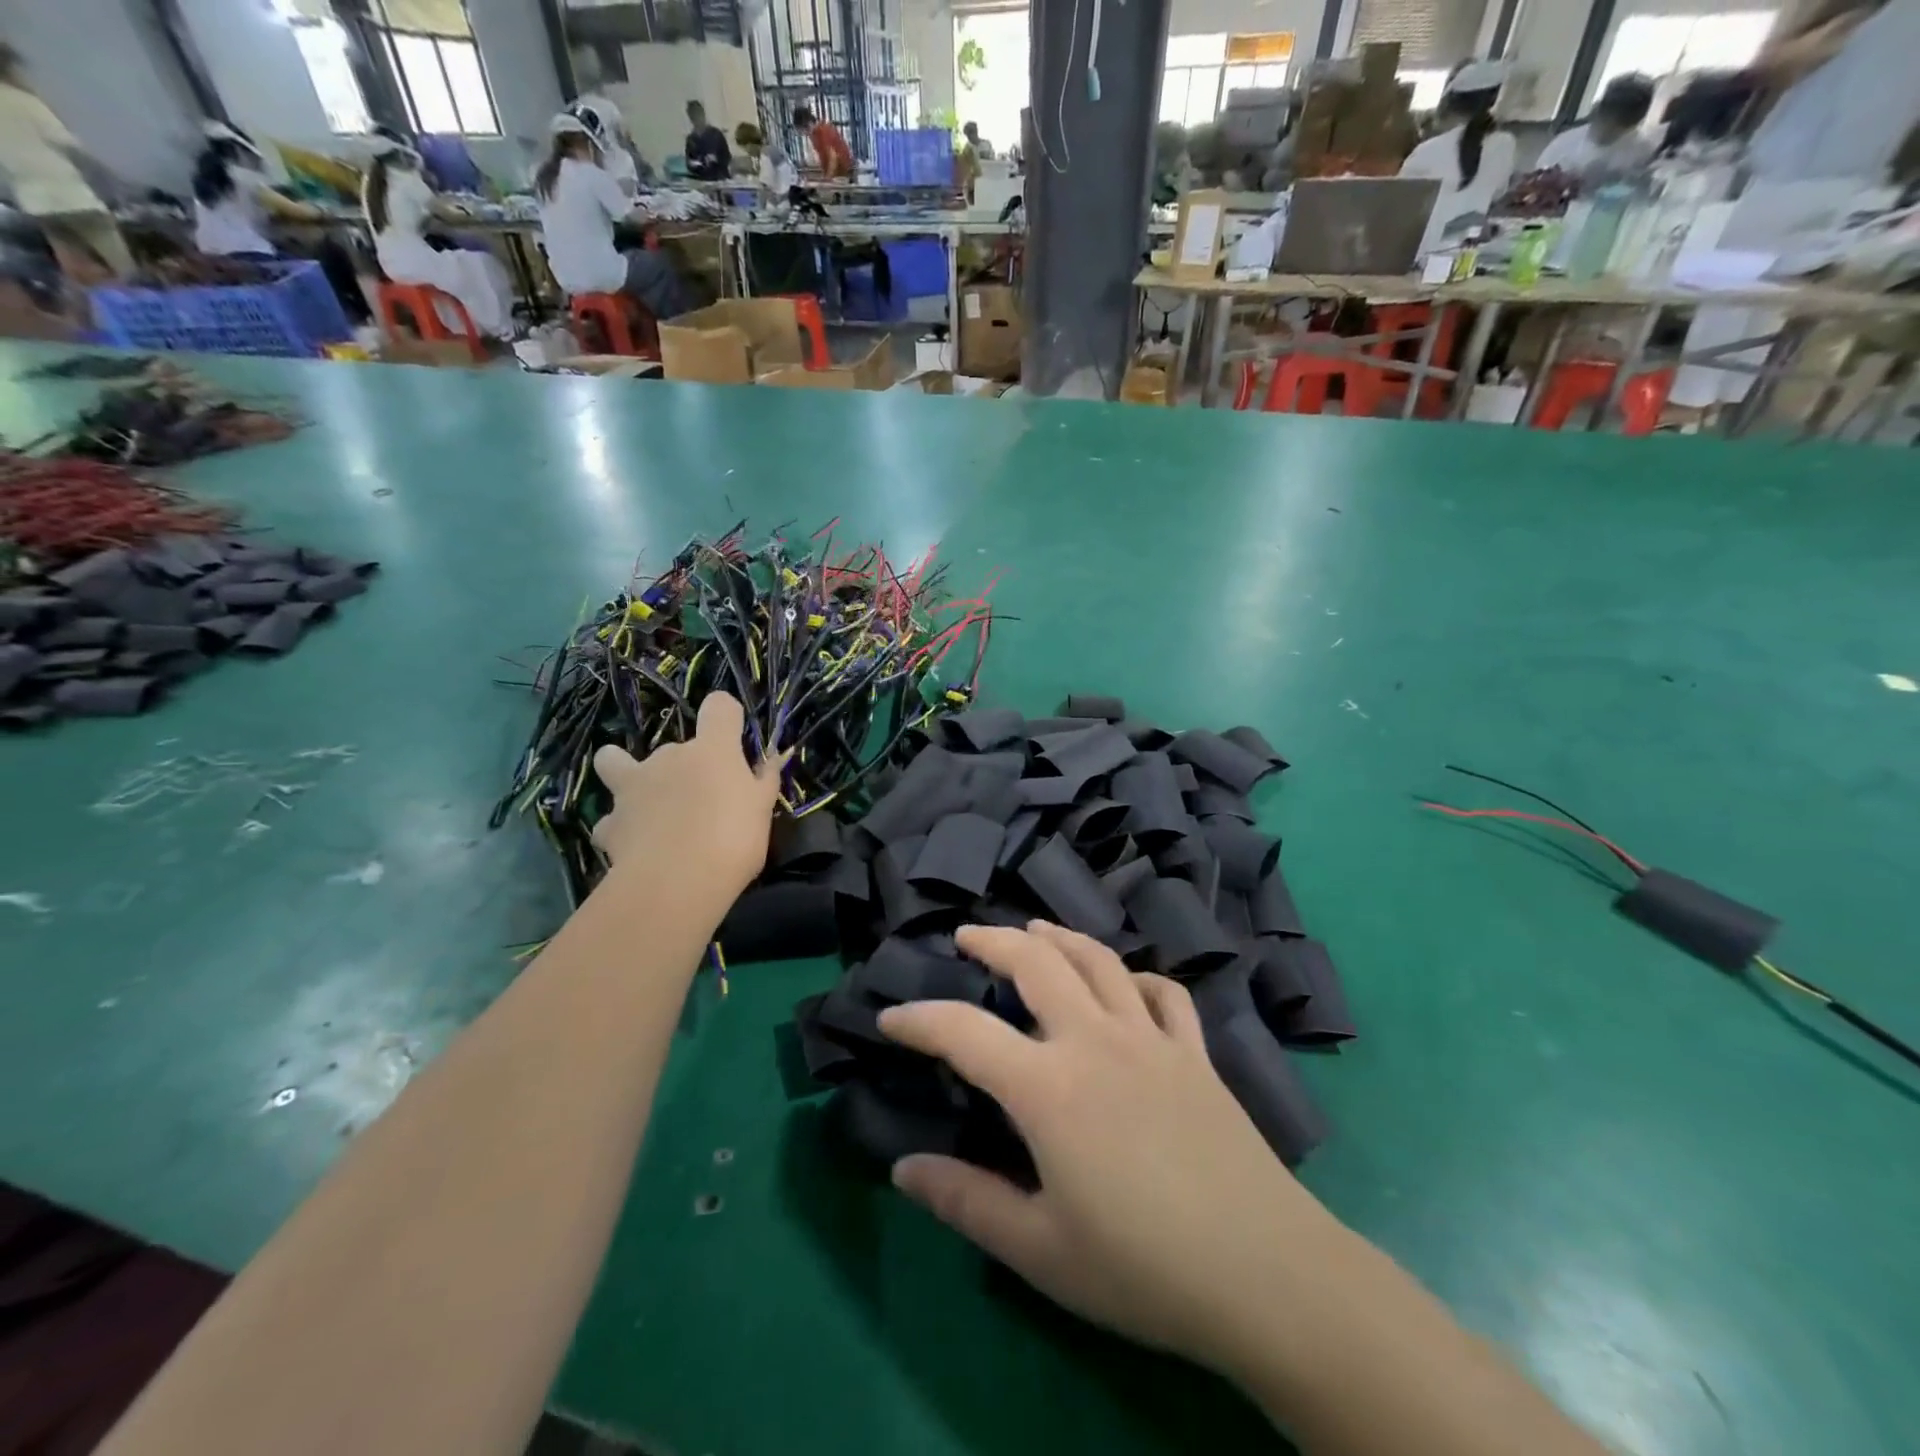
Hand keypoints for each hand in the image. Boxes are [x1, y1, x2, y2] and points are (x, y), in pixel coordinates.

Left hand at [590, 693, 783, 889]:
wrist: (677, 883)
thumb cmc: (733, 840)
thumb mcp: (763, 810)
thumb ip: (764, 781)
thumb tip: (769, 761)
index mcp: (711, 750)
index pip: (719, 707)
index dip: (725, 716)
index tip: (733, 737)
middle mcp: (669, 757)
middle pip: (676, 746)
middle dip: (686, 767)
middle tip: (704, 801)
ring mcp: (633, 787)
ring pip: (615, 764)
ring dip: (629, 778)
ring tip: (647, 806)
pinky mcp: (609, 823)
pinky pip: (611, 819)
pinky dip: (620, 828)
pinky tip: (633, 845)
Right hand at [877, 922, 1343, 1376]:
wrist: (1265, 1274)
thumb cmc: (1142, 1268)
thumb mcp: (1040, 1249)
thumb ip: (966, 1202)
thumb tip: (902, 1169)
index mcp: (1048, 1086)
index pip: (965, 1033)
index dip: (920, 1020)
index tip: (890, 1017)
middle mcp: (1095, 1040)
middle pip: (1036, 962)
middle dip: (993, 939)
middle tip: (966, 935)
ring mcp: (1151, 1038)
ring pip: (1098, 960)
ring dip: (1059, 936)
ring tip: (1034, 929)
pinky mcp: (1195, 1052)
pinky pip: (1164, 993)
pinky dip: (1137, 977)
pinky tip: (1127, 985)